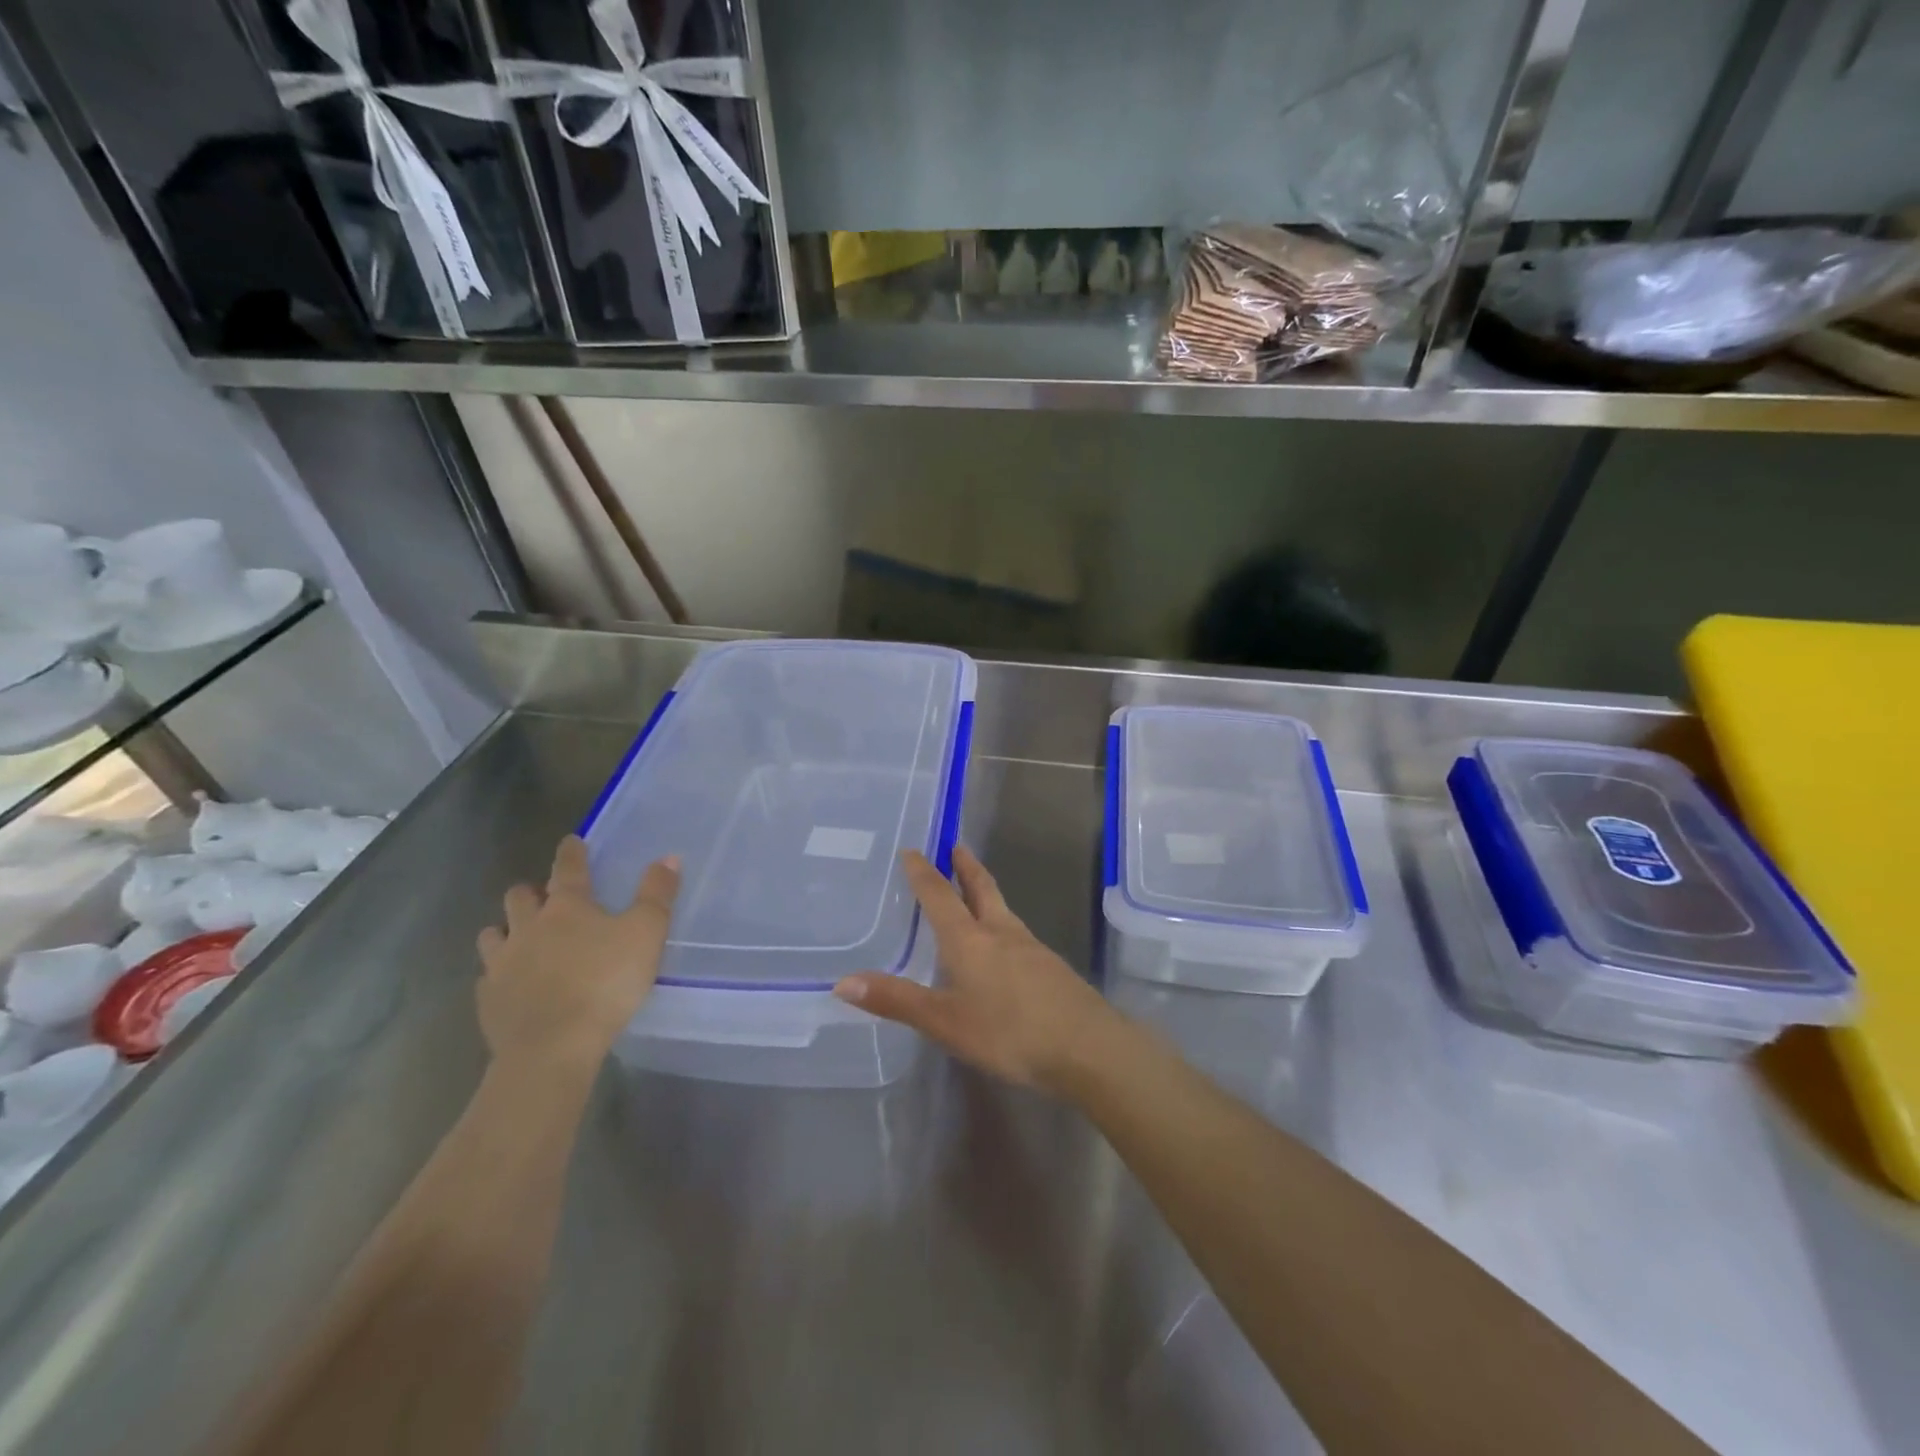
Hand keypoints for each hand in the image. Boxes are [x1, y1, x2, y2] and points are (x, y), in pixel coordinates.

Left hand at [476, 835, 679, 1071]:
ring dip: (505, 930)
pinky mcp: (488, 1000)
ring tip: (519, 937)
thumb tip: (668, 858)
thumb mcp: (646, 934)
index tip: (571, 841)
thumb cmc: (605, 982)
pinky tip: (510, 983)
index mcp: (567, 907)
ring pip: (493, 935)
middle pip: (519, 897)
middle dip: (531, 891)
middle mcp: (527, 927)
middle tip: (545, 896)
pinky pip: (487, 978)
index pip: (568, 868)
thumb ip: (657, 895)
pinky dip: (498, 973)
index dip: (571, 852)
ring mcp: (502, 964)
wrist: (551, 1047)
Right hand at [833, 846, 1126, 1091]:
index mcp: (970, 940)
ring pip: (1003, 908)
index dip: (924, 873)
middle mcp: (1001, 932)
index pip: (941, 896)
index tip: (914, 849)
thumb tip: (842, 982)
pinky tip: (1002, 943)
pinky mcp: (1050, 966)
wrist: (1086, 1046)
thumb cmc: (1009, 1032)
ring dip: (985, 892)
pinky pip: (1017, 932)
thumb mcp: (945, 1022)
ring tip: (974, 890)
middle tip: (956, 846)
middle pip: (982, 889)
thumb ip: (897, 1001)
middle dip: (966, 867)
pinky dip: (1001, 921)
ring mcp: (1031, 947)